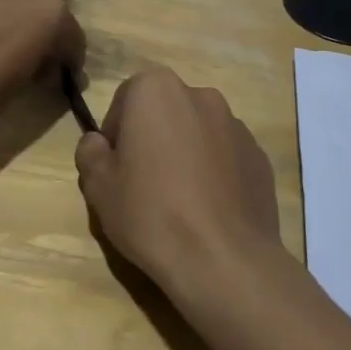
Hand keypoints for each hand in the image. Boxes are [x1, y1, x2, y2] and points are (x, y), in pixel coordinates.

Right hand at [75, 67, 281, 298]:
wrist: (224, 260)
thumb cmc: (151, 213)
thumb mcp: (99, 187)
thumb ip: (90, 153)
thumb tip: (98, 143)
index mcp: (156, 90)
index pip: (124, 101)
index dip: (116, 135)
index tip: (116, 170)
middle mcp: (200, 95)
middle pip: (164, 112)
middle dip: (153, 139)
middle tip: (144, 184)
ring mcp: (236, 124)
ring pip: (197, 132)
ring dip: (185, 153)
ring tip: (180, 201)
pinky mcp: (260, 156)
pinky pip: (226, 156)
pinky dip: (215, 172)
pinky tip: (208, 210)